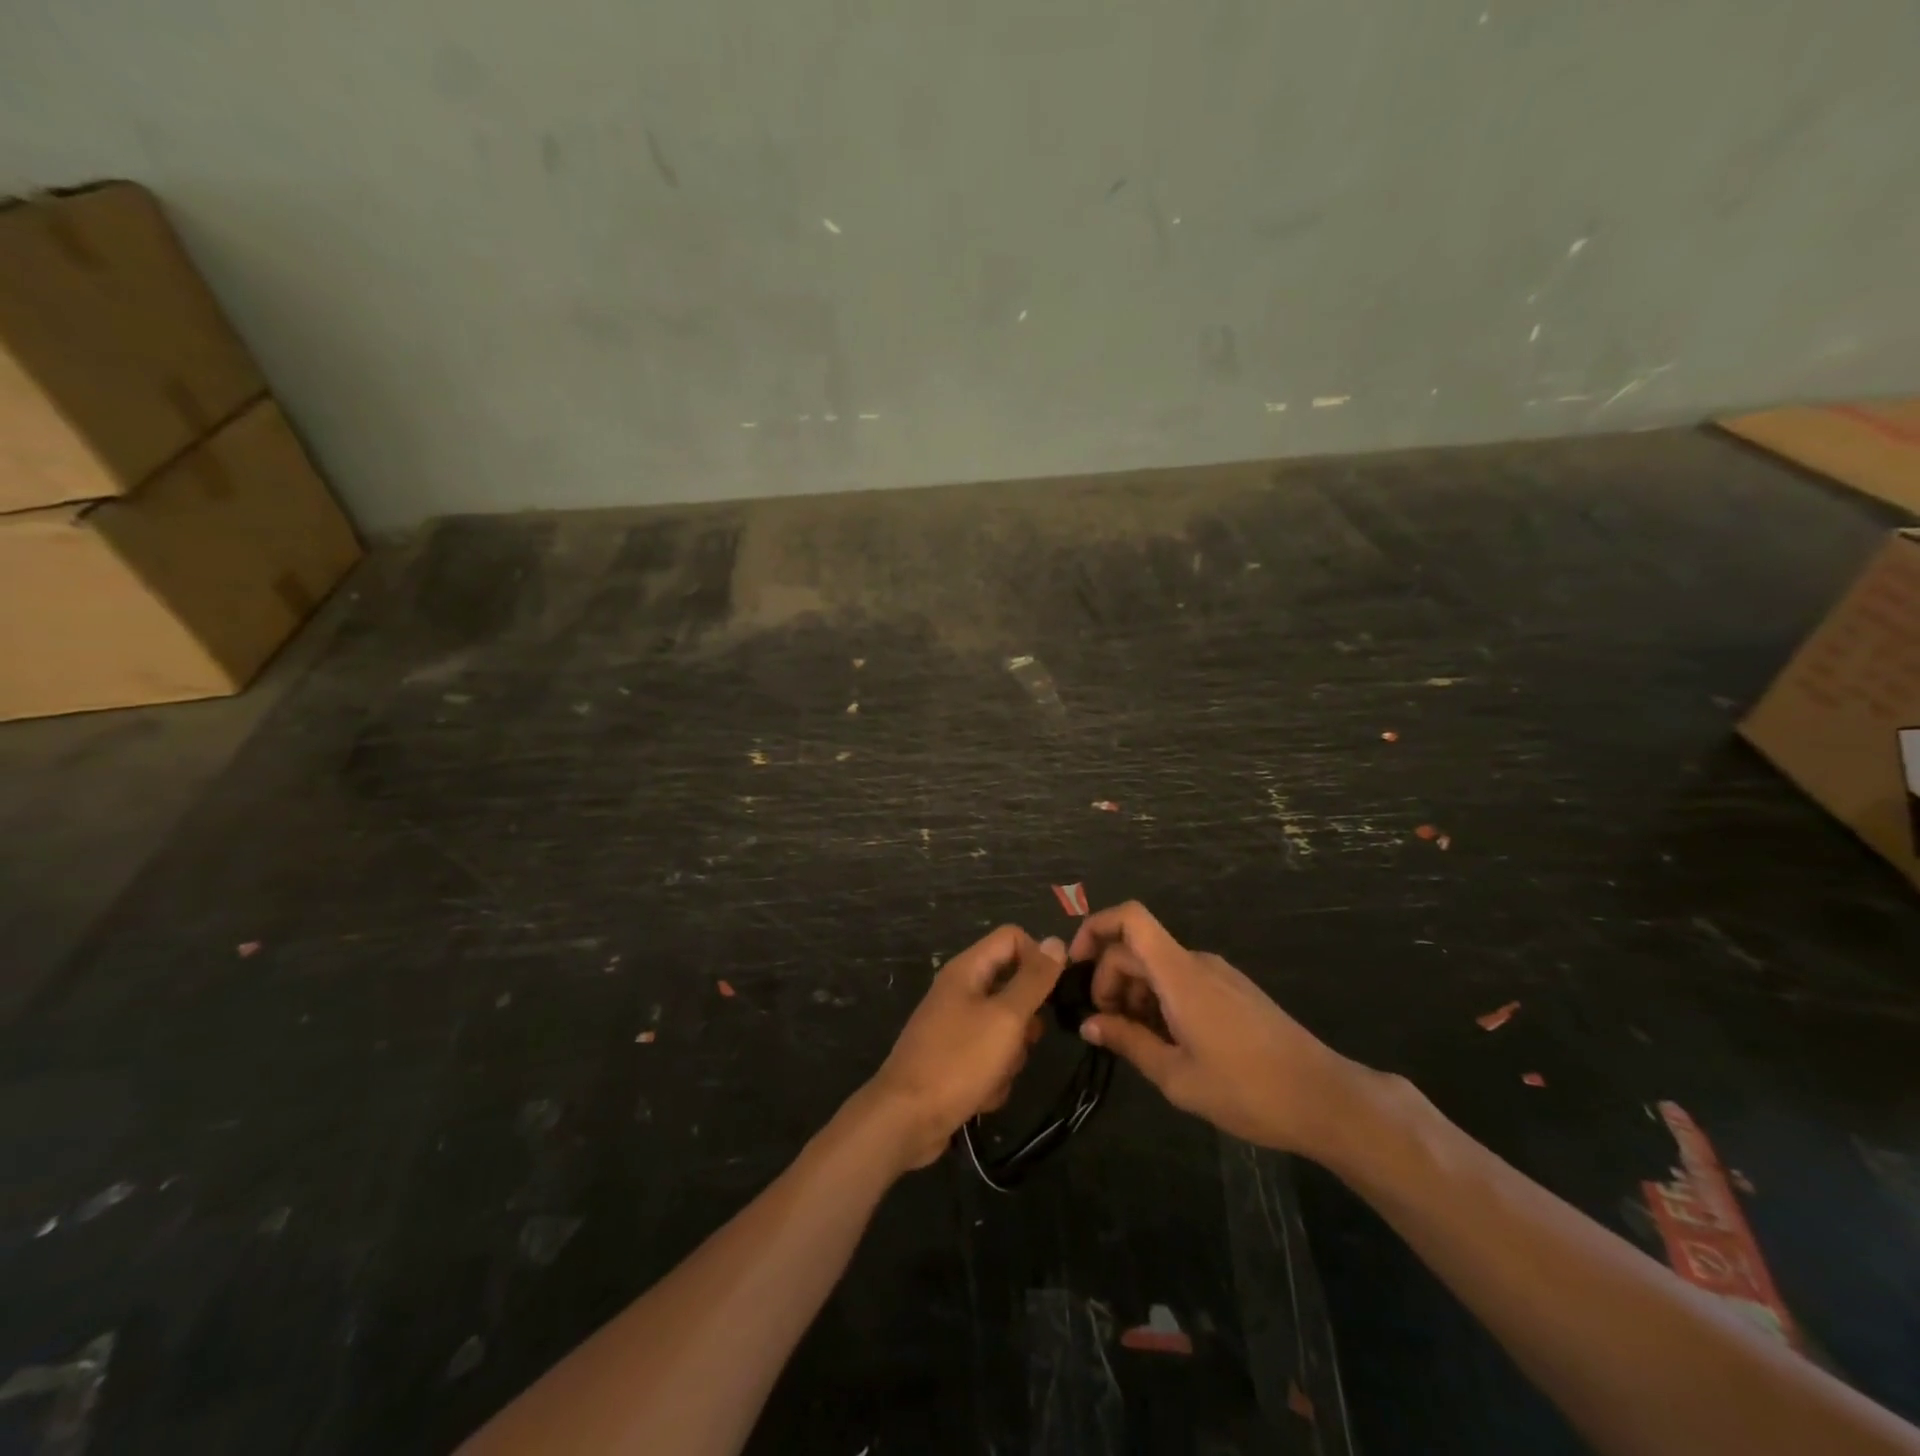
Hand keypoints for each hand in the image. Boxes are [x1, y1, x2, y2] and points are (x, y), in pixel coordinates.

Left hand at [860, 926, 1062, 1171]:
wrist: (907, 1120)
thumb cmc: (958, 1061)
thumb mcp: (1005, 1017)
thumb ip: (1033, 980)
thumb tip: (1056, 941)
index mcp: (967, 969)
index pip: (1012, 939)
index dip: (1037, 958)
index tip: (1051, 992)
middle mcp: (961, 991)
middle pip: (1013, 987)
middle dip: (1025, 1021)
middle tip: (1021, 1041)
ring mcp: (956, 1027)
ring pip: (1006, 1029)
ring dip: (1010, 1056)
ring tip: (996, 1074)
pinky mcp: (956, 1060)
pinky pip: (991, 1059)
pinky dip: (993, 1077)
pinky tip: (982, 1095)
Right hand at [1069, 901, 1363, 1159]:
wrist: (1325, 1099)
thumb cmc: (1247, 1090)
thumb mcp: (1177, 1076)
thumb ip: (1128, 1043)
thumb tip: (1089, 1024)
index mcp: (1180, 974)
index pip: (1130, 919)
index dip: (1095, 928)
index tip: (1075, 967)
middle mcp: (1197, 962)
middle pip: (1137, 948)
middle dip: (1109, 980)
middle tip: (1106, 1028)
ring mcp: (1219, 975)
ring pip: (1159, 966)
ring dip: (1135, 994)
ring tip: (1137, 1043)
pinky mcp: (1234, 990)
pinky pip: (1183, 980)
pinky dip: (1161, 1000)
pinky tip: (1169, 1042)